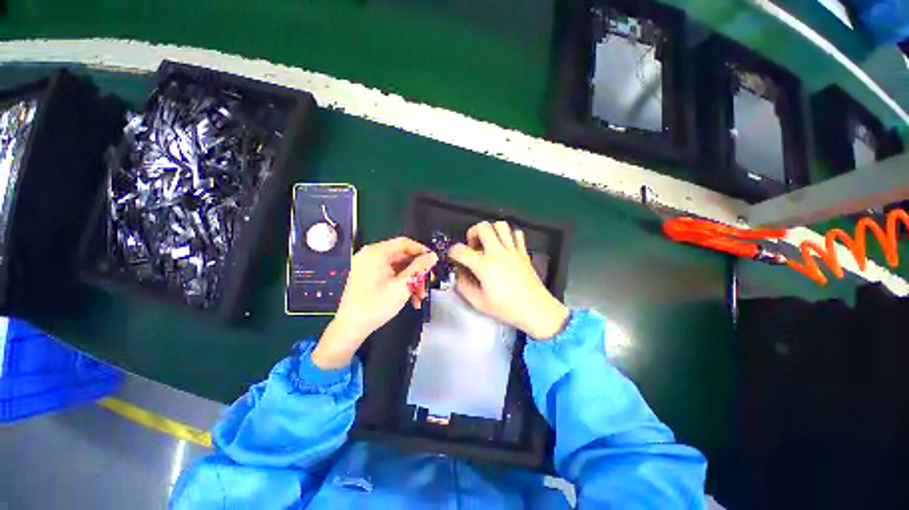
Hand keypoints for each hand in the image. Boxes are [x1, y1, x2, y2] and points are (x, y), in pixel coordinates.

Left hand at [312, 237, 437, 368]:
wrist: (351, 327)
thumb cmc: (377, 304)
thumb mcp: (403, 285)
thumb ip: (419, 268)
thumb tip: (433, 256)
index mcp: (377, 252)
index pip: (404, 243)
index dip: (421, 251)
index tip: (434, 261)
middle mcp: (371, 255)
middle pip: (402, 256)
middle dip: (417, 271)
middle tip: (428, 283)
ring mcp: (368, 266)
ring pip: (398, 267)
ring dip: (411, 280)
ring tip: (420, 296)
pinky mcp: (368, 276)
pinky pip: (390, 274)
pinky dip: (401, 283)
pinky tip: (411, 297)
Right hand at [449, 221, 568, 339]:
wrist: (535, 309)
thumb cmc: (507, 308)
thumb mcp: (478, 302)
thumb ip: (464, 286)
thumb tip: (459, 275)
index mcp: (484, 266)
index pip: (461, 250)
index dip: (453, 251)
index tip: (453, 255)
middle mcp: (498, 253)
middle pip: (482, 227)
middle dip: (472, 232)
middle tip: (472, 245)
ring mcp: (513, 251)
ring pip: (501, 225)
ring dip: (490, 230)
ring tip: (488, 242)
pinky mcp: (523, 252)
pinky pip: (517, 234)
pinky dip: (508, 235)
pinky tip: (505, 246)